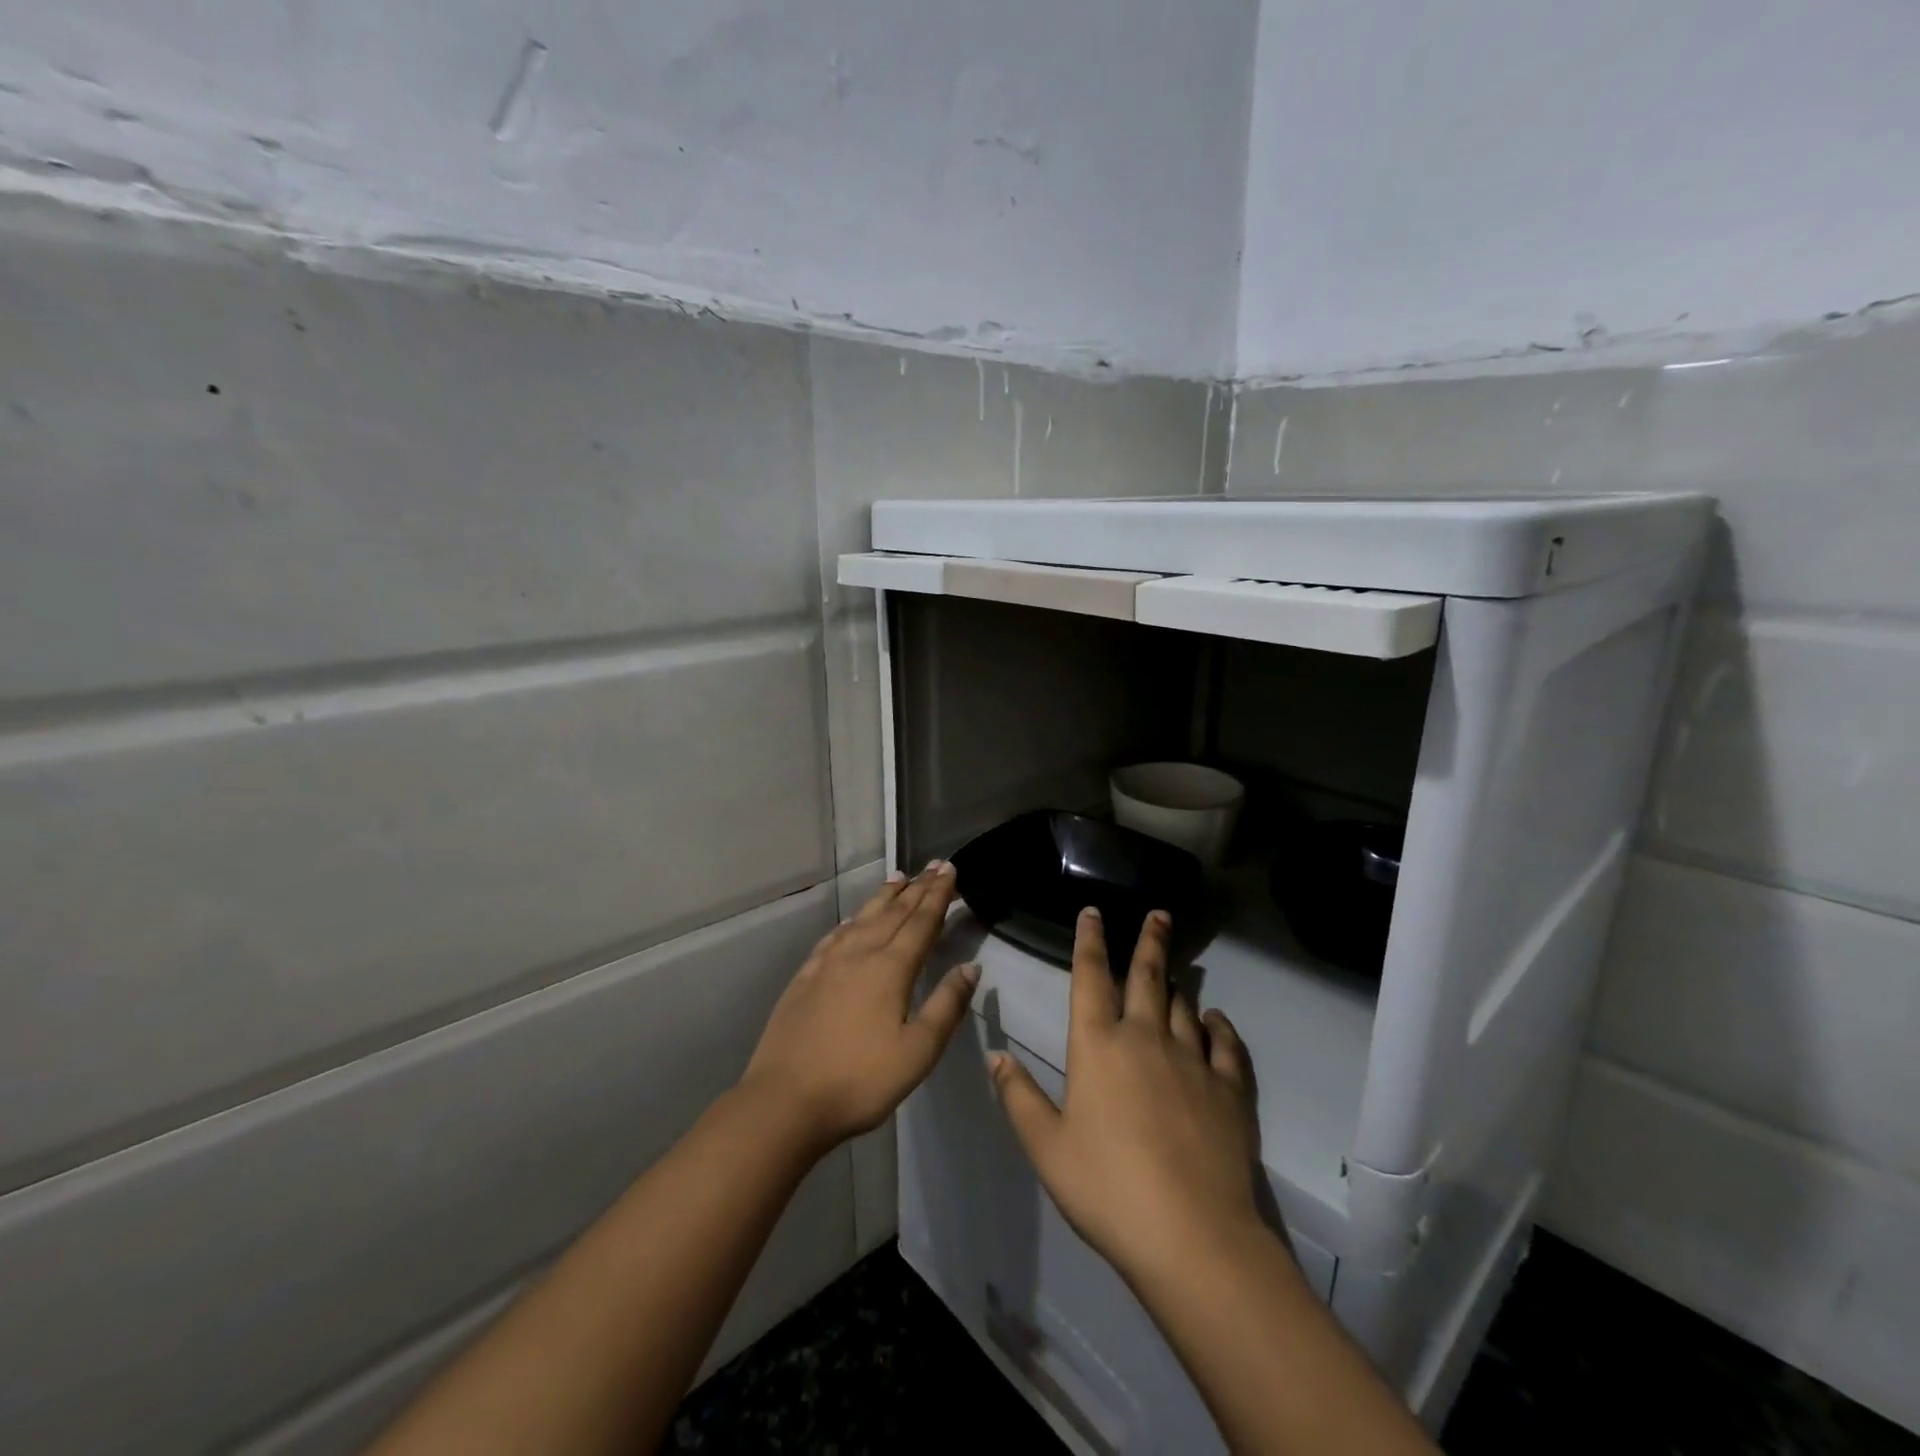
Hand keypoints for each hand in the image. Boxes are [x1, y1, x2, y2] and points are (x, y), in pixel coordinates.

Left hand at [740, 862, 977, 1151]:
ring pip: (863, 918)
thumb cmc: (860, 1081)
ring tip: (899, 877)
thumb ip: (947, 1005)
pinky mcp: (805, 977)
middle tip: (934, 865)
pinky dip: (850, 921)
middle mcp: (860, 954)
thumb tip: (970, 966)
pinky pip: (834, 937)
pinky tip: (852, 920)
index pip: (921, 922)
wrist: (785, 1101)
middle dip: (917, 888)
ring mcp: (828, 963)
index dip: (938, 895)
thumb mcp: (918, 1052)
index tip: (950, 870)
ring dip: (884, 896)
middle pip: (894, 913)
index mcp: (891, 969)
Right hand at [989, 907, 1264, 1285]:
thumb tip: (996, 1055)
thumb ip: (1018, 1097)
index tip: (1094, 912)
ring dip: (1178, 984)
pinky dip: (1219, 1027)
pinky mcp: (1229, 1088)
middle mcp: (1146, 1038)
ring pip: (1184, 1005)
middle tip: (1159, 913)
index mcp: (1098, 1045)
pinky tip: (1215, 1021)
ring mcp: (1193, 1060)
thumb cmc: (1107, 1188)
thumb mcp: (1047, 1147)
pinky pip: (1226, 1044)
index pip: (1090, 977)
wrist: (1192, 1236)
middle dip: (1149, 941)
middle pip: (1147, 976)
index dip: (1090, 941)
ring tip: (1177, 970)